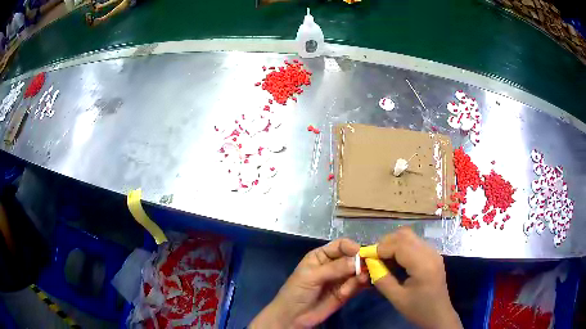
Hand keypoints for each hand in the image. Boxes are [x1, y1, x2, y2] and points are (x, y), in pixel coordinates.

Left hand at [249, 238, 368, 328]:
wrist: (293, 317)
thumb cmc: (297, 292)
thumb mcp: (312, 276)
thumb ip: (335, 268)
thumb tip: (358, 261)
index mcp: (322, 256)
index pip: (341, 245)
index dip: (351, 247)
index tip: (360, 253)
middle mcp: (334, 265)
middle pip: (352, 258)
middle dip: (361, 261)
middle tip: (368, 266)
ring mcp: (341, 279)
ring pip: (358, 271)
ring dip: (363, 273)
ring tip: (363, 279)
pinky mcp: (346, 292)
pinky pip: (358, 285)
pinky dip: (363, 284)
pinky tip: (364, 285)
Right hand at [373, 227, 461, 328]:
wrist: (438, 315)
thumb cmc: (418, 309)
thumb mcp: (397, 298)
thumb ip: (382, 279)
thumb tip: (370, 264)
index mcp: (423, 264)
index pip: (399, 245)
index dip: (380, 248)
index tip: (365, 257)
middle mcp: (430, 253)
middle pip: (405, 235)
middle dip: (386, 243)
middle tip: (373, 258)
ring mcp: (433, 252)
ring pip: (410, 237)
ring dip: (393, 244)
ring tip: (382, 260)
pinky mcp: (432, 255)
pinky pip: (414, 243)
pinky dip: (401, 248)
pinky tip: (395, 262)